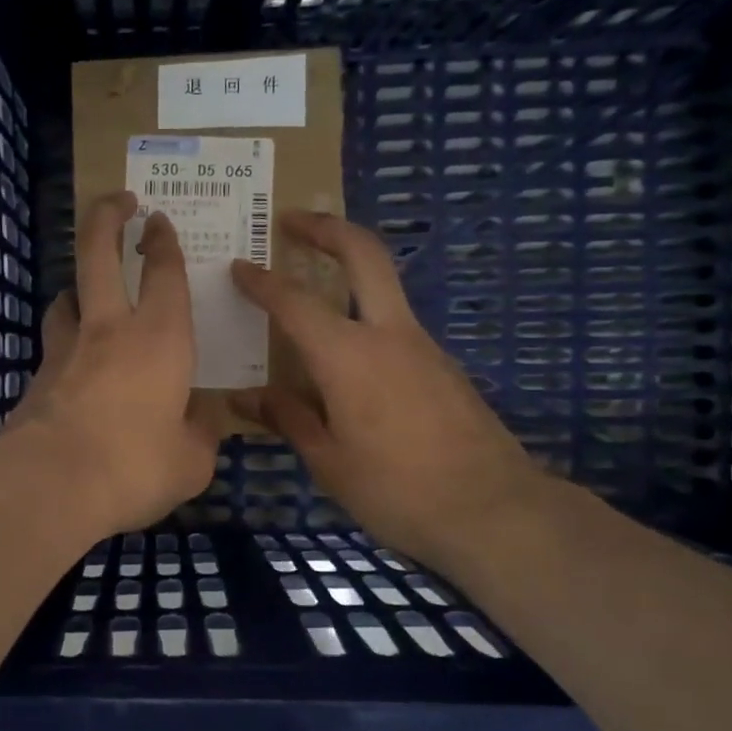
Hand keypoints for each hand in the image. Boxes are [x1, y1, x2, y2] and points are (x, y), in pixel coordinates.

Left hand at [8, 191, 218, 533]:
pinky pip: (53, 347)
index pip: (165, 274)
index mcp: (159, 339)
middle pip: (98, 254)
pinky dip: (64, 345)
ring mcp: (64, 351)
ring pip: (66, 297)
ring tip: (87, 294)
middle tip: (117, 201)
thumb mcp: (190, 462)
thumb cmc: (135, 466)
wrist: (50, 485)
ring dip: (78, 286)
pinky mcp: (35, 379)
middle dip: (106, 218)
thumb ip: (200, 434)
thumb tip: (200, 420)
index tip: (158, 219)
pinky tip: (73, 369)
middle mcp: (108, 330)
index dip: (164, 242)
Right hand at [228, 210, 549, 564]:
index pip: (294, 302)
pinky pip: (394, 326)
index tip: (238, 265)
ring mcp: (423, 346)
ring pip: (384, 288)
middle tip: (291, 219)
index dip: (261, 281)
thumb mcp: (328, 461)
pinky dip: (364, 317)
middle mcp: (389, 335)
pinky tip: (344, 357)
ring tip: (308, 289)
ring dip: (348, 270)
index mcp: (348, 356)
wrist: (493, 511)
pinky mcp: (442, 367)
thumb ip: (288, 418)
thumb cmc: (396, 490)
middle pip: (364, 254)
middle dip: (326, 227)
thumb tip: (245, 398)